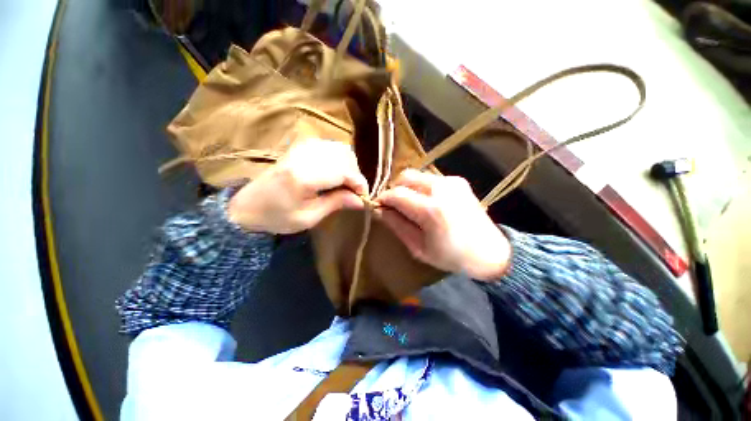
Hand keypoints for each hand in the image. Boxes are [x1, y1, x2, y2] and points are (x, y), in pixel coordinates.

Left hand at [228, 139, 367, 233]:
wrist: (248, 205)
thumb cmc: (277, 217)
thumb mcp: (309, 217)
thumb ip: (336, 204)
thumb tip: (361, 200)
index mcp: (304, 176)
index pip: (343, 171)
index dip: (358, 183)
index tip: (363, 197)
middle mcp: (304, 156)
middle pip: (344, 155)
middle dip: (355, 174)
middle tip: (353, 192)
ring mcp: (301, 147)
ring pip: (339, 148)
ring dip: (349, 165)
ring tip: (345, 184)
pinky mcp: (300, 146)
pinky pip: (330, 146)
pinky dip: (339, 159)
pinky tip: (335, 173)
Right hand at [377, 169, 510, 280]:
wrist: (489, 252)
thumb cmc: (451, 256)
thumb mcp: (418, 248)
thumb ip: (397, 225)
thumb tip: (380, 210)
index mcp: (431, 210)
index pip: (396, 194)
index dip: (384, 198)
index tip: (380, 206)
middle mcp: (441, 189)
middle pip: (406, 176)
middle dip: (395, 188)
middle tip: (395, 205)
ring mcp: (452, 181)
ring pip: (417, 175)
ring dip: (409, 187)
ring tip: (412, 204)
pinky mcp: (458, 180)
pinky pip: (430, 178)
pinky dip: (422, 187)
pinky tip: (428, 202)